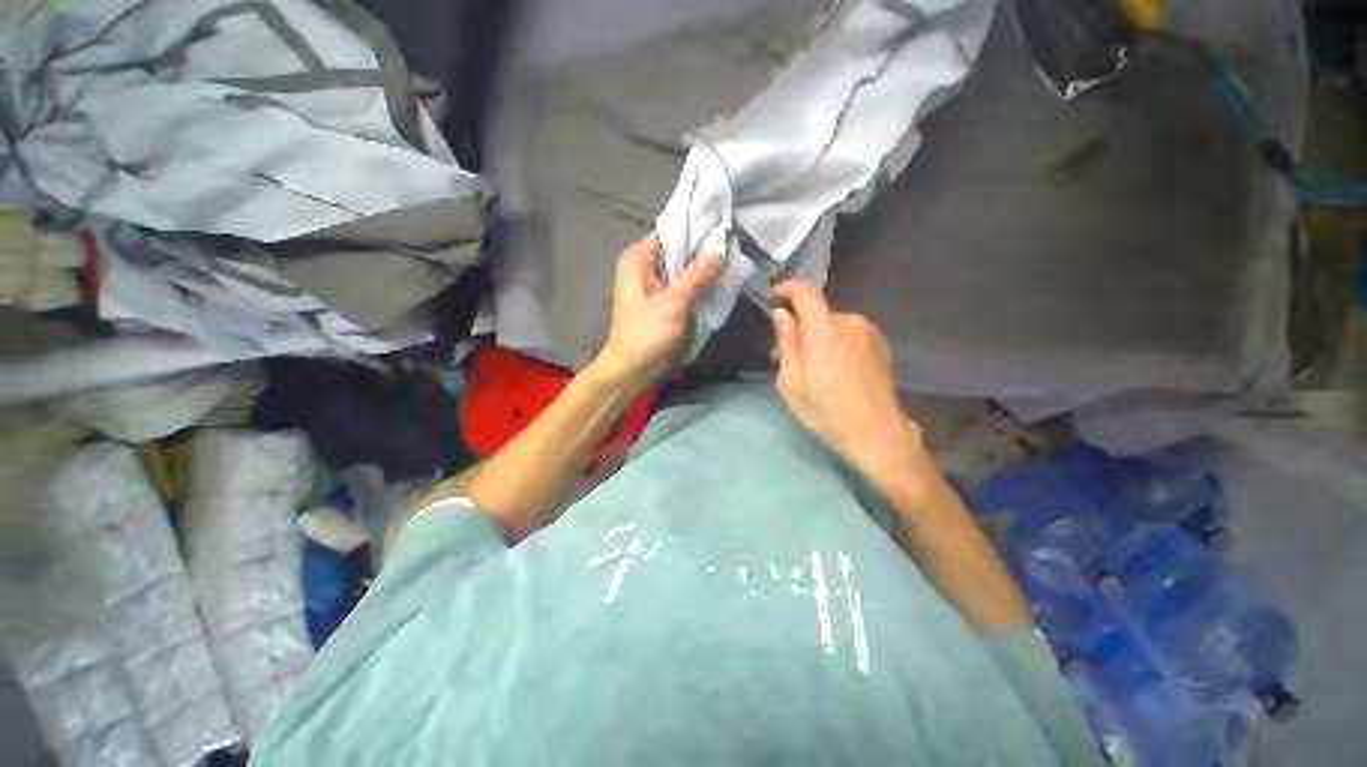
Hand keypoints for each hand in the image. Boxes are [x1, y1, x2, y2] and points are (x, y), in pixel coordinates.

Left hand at [595, 233, 721, 391]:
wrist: (632, 371)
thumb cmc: (646, 335)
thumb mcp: (673, 303)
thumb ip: (696, 275)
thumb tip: (719, 248)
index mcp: (638, 259)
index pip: (670, 231)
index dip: (695, 227)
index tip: (723, 224)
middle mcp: (644, 267)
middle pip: (677, 250)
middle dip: (702, 249)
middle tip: (732, 244)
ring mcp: (654, 285)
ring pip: (682, 269)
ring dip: (702, 268)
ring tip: (731, 259)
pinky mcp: (663, 302)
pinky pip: (683, 286)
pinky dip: (697, 285)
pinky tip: (718, 281)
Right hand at [770, 281, 921, 485]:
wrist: (877, 433)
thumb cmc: (826, 411)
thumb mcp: (791, 381)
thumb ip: (786, 341)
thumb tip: (780, 313)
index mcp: (824, 329)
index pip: (805, 291)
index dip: (786, 288)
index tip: (773, 298)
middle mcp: (849, 321)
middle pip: (817, 312)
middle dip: (798, 327)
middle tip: (784, 356)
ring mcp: (869, 331)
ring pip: (832, 324)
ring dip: (816, 337)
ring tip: (810, 367)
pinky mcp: (879, 343)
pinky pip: (848, 333)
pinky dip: (834, 342)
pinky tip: (833, 370)